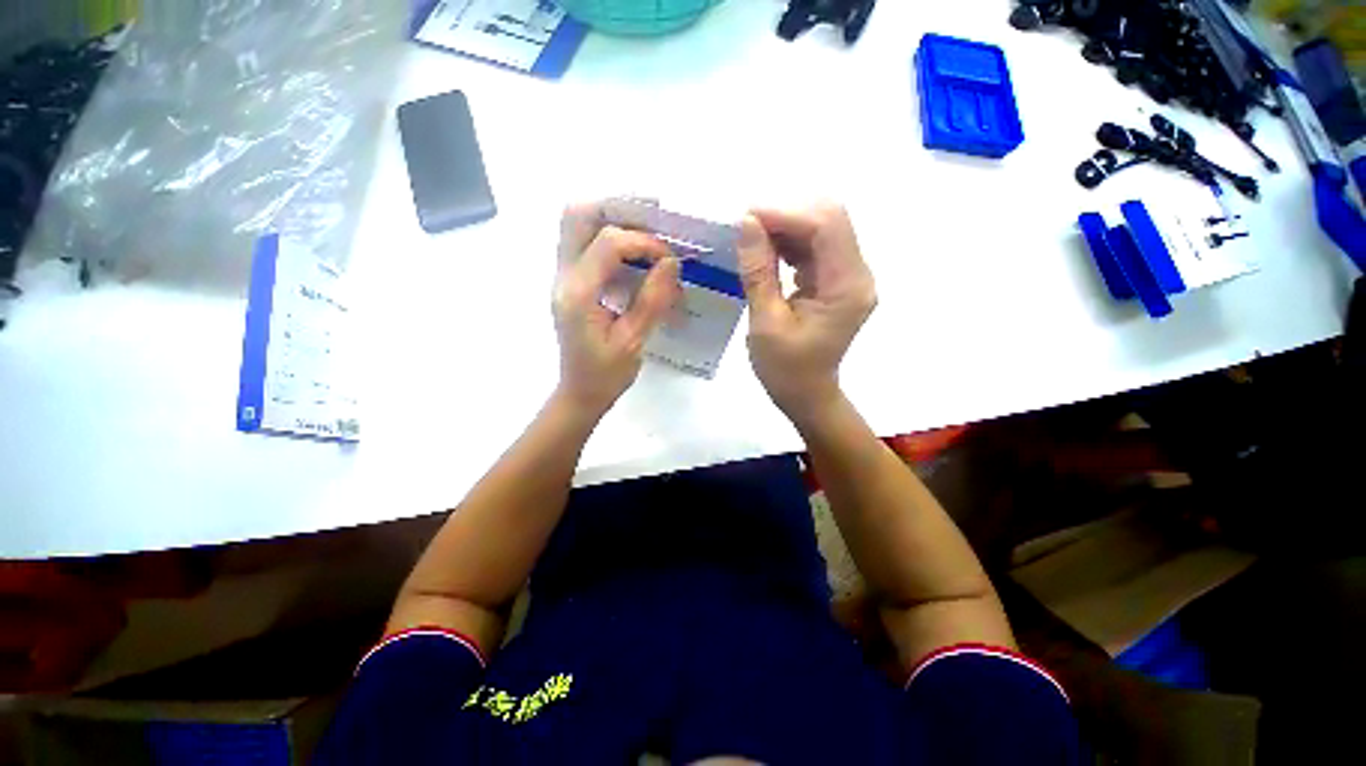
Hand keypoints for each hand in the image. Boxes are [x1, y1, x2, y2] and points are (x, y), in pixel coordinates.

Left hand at [553, 203, 680, 416]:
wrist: (580, 392)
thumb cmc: (606, 374)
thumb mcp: (633, 341)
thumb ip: (652, 300)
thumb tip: (672, 262)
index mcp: (578, 293)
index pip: (608, 243)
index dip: (644, 241)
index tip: (669, 258)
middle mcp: (563, 277)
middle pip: (577, 215)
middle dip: (618, 210)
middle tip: (652, 224)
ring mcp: (562, 277)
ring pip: (575, 224)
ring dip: (611, 219)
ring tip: (644, 232)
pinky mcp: (569, 282)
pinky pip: (582, 243)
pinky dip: (608, 236)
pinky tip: (633, 253)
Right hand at [736, 203, 876, 422]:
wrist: (807, 395)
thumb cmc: (785, 369)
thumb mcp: (766, 323)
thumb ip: (758, 272)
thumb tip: (747, 223)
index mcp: (846, 287)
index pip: (825, 227)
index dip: (786, 213)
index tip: (746, 218)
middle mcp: (857, 274)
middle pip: (830, 219)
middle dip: (786, 215)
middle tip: (747, 228)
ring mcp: (848, 276)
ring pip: (822, 229)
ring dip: (786, 227)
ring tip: (752, 239)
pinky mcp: (836, 281)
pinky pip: (815, 247)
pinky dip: (789, 242)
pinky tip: (766, 251)